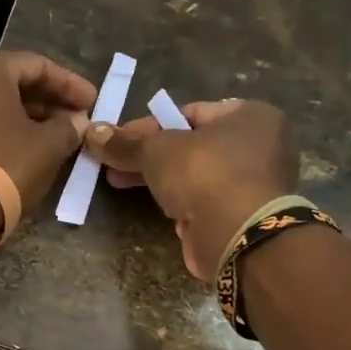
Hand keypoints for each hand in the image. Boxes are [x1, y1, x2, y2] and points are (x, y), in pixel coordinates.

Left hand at [0, 50, 97, 212]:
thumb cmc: (6, 164)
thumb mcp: (49, 145)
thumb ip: (68, 126)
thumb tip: (77, 121)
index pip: (37, 66)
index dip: (70, 84)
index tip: (92, 102)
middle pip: (11, 82)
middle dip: (46, 100)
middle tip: (74, 118)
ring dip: (25, 116)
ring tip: (53, 135)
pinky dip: (1, 130)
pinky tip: (23, 147)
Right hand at [84, 99, 295, 279]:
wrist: (237, 236)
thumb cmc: (204, 174)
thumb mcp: (157, 150)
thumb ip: (125, 143)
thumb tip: (92, 132)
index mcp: (249, 116)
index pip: (189, 112)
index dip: (148, 126)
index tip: (116, 139)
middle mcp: (258, 146)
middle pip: (190, 144)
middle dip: (147, 154)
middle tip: (111, 162)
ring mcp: (251, 184)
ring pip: (194, 174)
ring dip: (157, 178)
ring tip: (116, 182)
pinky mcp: (239, 216)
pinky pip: (201, 200)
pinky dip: (176, 201)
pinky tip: (148, 204)